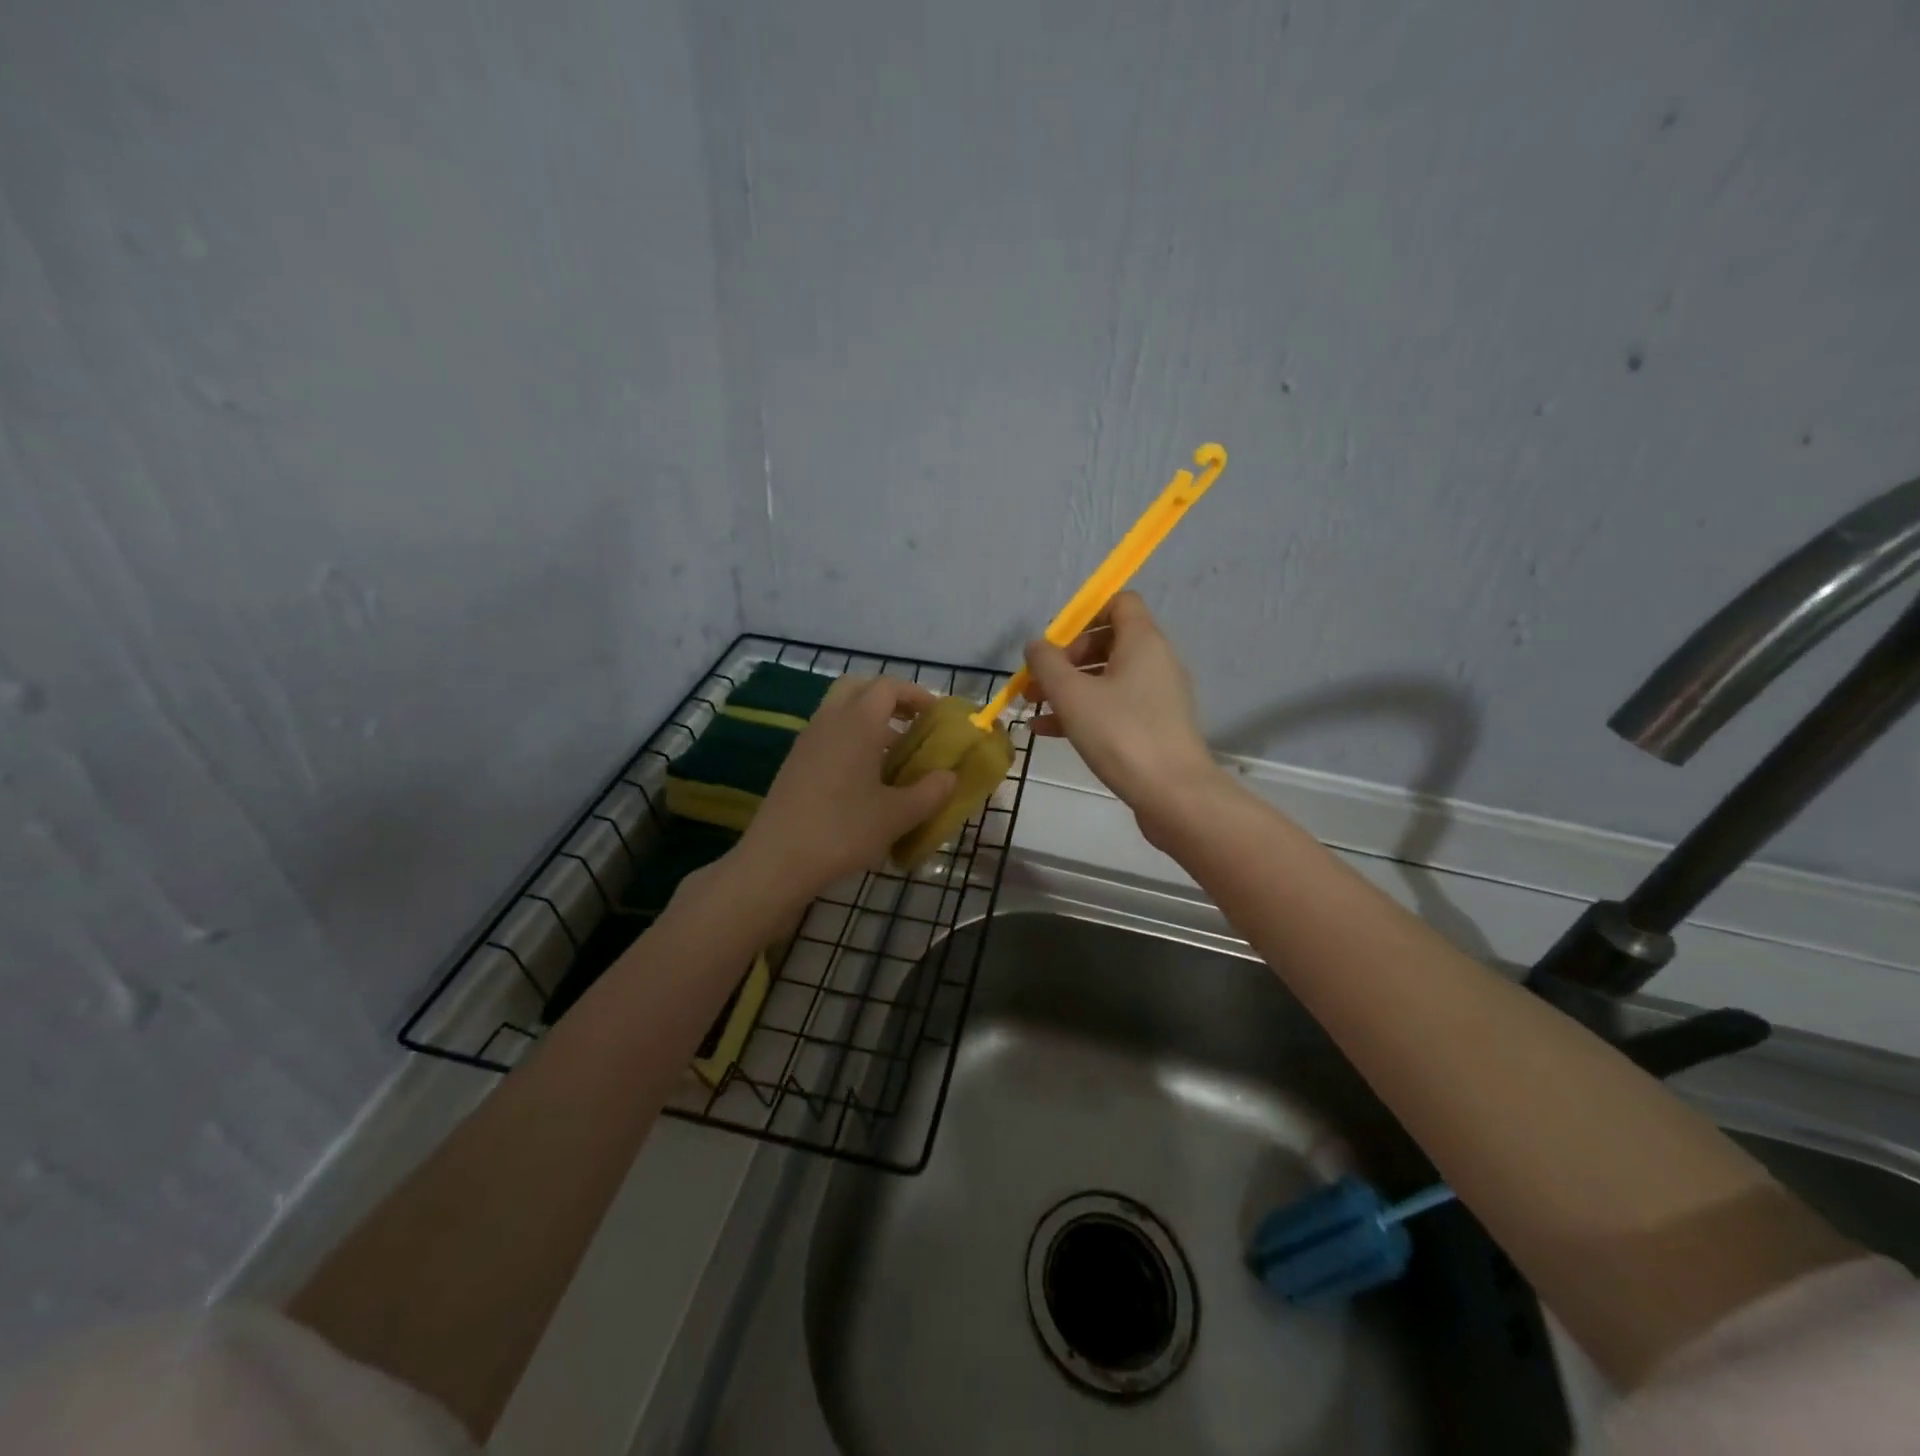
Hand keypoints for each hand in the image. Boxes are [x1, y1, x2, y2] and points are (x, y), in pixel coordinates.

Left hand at [731, 676, 956, 903]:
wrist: (777, 859)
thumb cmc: (843, 831)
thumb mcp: (897, 816)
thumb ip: (930, 792)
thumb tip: (950, 777)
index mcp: (858, 723)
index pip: (888, 686)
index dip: (916, 694)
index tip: (936, 716)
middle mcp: (830, 721)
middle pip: (858, 687)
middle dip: (888, 698)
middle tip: (911, 724)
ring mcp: (807, 740)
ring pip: (839, 710)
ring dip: (867, 720)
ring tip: (892, 756)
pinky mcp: (794, 762)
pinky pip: (827, 733)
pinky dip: (849, 739)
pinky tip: (863, 778)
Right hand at [1024, 592, 1225, 830]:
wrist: (1173, 794)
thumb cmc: (1120, 734)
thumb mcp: (1071, 695)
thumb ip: (1047, 663)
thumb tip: (1036, 646)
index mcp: (1143, 641)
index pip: (1119, 602)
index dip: (1084, 615)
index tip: (1055, 644)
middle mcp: (1156, 661)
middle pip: (1108, 641)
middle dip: (1067, 659)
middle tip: (1038, 682)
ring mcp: (1158, 696)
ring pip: (1107, 678)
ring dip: (1069, 689)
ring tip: (1034, 708)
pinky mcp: (1155, 726)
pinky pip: (1115, 706)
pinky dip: (1085, 711)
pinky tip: (1049, 732)